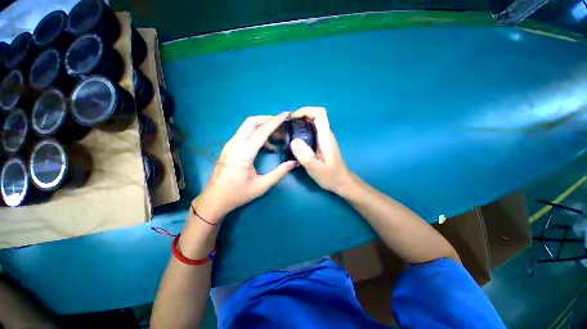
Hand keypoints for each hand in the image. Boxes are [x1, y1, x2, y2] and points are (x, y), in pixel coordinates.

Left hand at [195, 113, 296, 221]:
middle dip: (268, 119)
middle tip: (281, 124)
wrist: (214, 199)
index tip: (286, 114)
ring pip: (247, 126)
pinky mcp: (229, 147)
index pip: (262, 131)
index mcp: (244, 153)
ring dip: (262, 126)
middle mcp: (235, 144)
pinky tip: (265, 144)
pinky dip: (256, 133)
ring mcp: (230, 144)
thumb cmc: (238, 194)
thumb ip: (279, 173)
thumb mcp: (261, 185)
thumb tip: (294, 163)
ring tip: (276, 135)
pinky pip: (244, 133)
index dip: (275, 121)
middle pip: (251, 121)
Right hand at [289, 107, 352, 193]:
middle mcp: (326, 134)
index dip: (305, 110)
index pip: (319, 114)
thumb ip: (306, 156)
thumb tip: (293, 141)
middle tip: (287, 124)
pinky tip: (294, 139)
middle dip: (300, 115)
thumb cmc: (330, 176)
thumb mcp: (316, 169)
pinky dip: (302, 129)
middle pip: (315, 115)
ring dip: (300, 122)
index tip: (292, 118)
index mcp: (326, 137)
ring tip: (288, 130)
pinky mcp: (321, 143)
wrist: (341, 182)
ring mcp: (324, 138)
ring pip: (313, 122)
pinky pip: (312, 130)